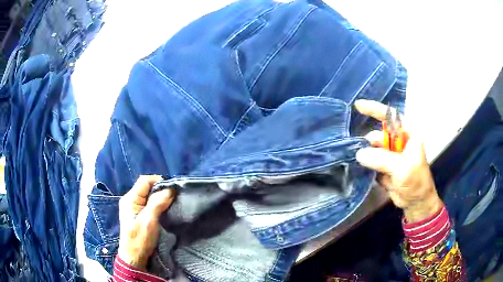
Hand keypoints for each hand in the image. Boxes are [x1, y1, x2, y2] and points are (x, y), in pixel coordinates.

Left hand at [118, 175, 174, 269]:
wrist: (134, 257)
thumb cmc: (140, 239)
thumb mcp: (149, 221)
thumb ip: (158, 203)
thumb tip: (170, 189)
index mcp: (130, 198)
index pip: (144, 181)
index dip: (159, 181)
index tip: (173, 189)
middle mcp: (130, 200)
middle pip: (146, 187)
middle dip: (161, 190)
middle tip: (175, 197)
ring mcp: (134, 208)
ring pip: (149, 196)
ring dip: (160, 197)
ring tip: (172, 203)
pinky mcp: (138, 215)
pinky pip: (149, 204)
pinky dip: (158, 204)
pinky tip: (165, 209)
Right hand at [354, 100, 442, 222]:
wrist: (415, 202)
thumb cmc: (416, 182)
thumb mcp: (403, 170)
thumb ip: (383, 159)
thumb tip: (359, 153)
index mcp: (408, 134)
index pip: (391, 117)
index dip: (375, 109)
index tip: (358, 106)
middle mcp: (398, 141)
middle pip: (378, 135)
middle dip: (370, 144)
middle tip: (363, 157)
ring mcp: (390, 153)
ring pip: (372, 148)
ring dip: (366, 156)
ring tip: (367, 168)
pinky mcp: (383, 165)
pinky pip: (370, 160)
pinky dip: (366, 164)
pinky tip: (364, 170)